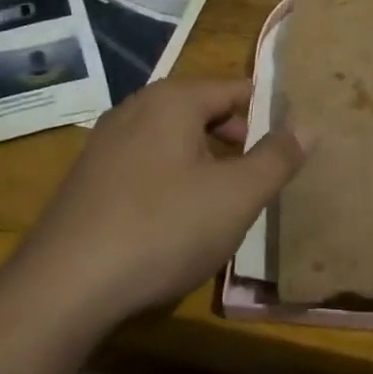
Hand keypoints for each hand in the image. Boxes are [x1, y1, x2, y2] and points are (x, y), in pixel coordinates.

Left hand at [14, 78, 309, 334]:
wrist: (64, 284)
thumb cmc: (162, 228)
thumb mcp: (236, 196)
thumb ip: (276, 158)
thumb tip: (308, 124)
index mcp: (173, 100)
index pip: (234, 88)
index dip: (266, 110)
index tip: (288, 136)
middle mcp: (136, 107)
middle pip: (200, 109)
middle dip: (234, 135)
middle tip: (260, 171)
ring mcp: (105, 141)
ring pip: (170, 137)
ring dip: (202, 158)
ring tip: (222, 196)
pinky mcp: (87, 177)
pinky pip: (143, 162)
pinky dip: (169, 176)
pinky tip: (173, 217)